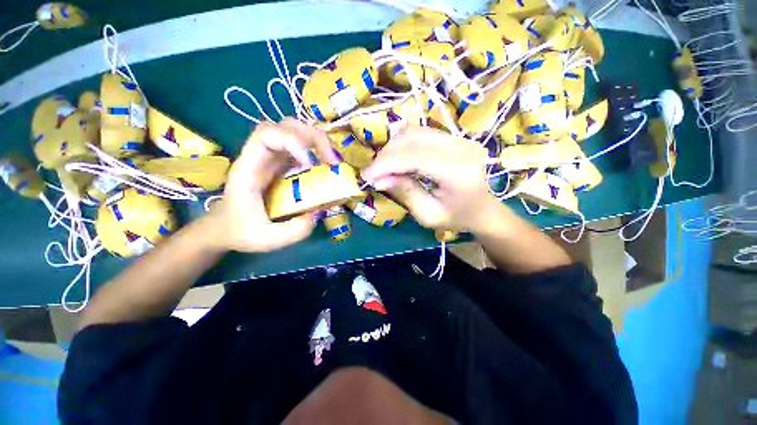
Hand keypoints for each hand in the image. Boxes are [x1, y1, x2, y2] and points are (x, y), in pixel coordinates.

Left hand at [205, 118, 339, 252]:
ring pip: (294, 131)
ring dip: (317, 140)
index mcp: (248, 169)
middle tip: (333, 161)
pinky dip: (317, 150)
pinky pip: (301, 146)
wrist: (224, 228)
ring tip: (332, 160)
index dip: (292, 142)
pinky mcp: (282, 164)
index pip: (266, 135)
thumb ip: (296, 230)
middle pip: (285, 126)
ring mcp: (272, 158)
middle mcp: (260, 157)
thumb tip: (321, 211)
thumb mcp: (268, 239)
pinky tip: (325, 165)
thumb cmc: (240, 231)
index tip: (311, 165)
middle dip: (313, 137)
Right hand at [361, 127, 507, 233]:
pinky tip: (397, 159)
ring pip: (414, 132)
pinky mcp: (453, 137)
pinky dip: (403, 144)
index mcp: (457, 172)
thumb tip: (378, 178)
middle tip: (373, 173)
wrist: (483, 209)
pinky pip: (421, 133)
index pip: (414, 156)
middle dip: (386, 154)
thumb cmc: (457, 218)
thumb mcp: (428, 215)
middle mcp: (460, 148)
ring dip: (393, 147)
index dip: (385, 163)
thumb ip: (405, 193)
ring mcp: (458, 139)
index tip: (365, 175)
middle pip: (412, 138)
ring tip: (384, 167)